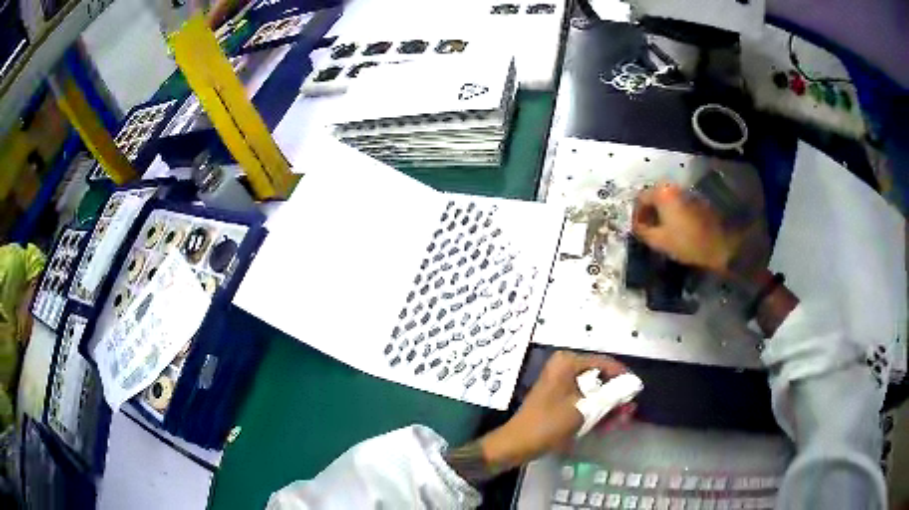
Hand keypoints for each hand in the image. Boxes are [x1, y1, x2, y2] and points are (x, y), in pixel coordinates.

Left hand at [478, 351, 630, 469]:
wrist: (518, 444)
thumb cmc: (549, 423)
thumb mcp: (584, 409)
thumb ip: (611, 395)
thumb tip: (633, 385)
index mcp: (567, 362)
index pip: (604, 363)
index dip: (623, 376)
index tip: (637, 391)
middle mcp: (565, 368)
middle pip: (600, 378)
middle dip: (616, 395)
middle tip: (630, 410)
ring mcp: (561, 385)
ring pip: (594, 392)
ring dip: (609, 406)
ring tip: (623, 419)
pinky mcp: (560, 400)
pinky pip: (584, 401)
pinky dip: (596, 411)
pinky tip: (609, 424)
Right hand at [632, 182, 739, 274]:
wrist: (719, 245)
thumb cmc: (686, 242)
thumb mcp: (659, 241)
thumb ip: (643, 232)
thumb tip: (636, 227)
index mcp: (662, 193)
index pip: (640, 198)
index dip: (636, 215)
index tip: (636, 230)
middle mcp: (674, 188)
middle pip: (654, 196)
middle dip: (648, 212)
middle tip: (647, 229)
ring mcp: (687, 193)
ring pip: (667, 200)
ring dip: (660, 213)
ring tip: (660, 230)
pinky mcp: (697, 201)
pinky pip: (678, 204)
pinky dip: (672, 213)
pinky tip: (674, 228)